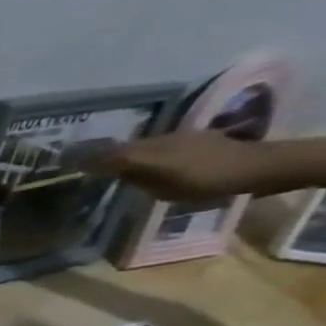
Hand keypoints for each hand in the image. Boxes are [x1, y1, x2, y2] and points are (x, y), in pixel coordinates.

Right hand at [79, 130, 269, 200]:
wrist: (261, 166)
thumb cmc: (208, 180)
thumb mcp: (164, 186)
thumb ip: (133, 177)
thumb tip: (107, 172)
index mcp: (146, 150)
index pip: (106, 153)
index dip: (85, 158)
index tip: (64, 165)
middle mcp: (157, 141)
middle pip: (121, 148)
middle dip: (101, 156)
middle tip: (82, 167)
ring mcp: (178, 139)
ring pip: (140, 148)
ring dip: (123, 156)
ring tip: (110, 169)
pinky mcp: (194, 142)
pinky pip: (158, 149)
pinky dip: (144, 156)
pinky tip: (146, 166)